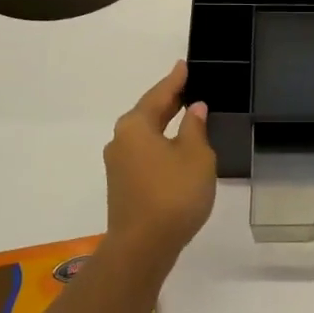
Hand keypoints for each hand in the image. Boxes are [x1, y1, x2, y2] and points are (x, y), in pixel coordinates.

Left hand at [103, 61, 216, 263]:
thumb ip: (195, 128)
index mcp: (135, 125)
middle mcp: (120, 140)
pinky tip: (175, 149)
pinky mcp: (122, 185)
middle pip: (148, 113)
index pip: (159, 94)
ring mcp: (118, 164)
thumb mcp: (196, 156)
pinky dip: (160, 145)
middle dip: (168, 101)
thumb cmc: (173, 194)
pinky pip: (144, 153)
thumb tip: (193, 109)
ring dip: (164, 125)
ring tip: (185, 116)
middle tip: (188, 87)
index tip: (183, 65)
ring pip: (145, 135)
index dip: (175, 80)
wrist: (143, 247)